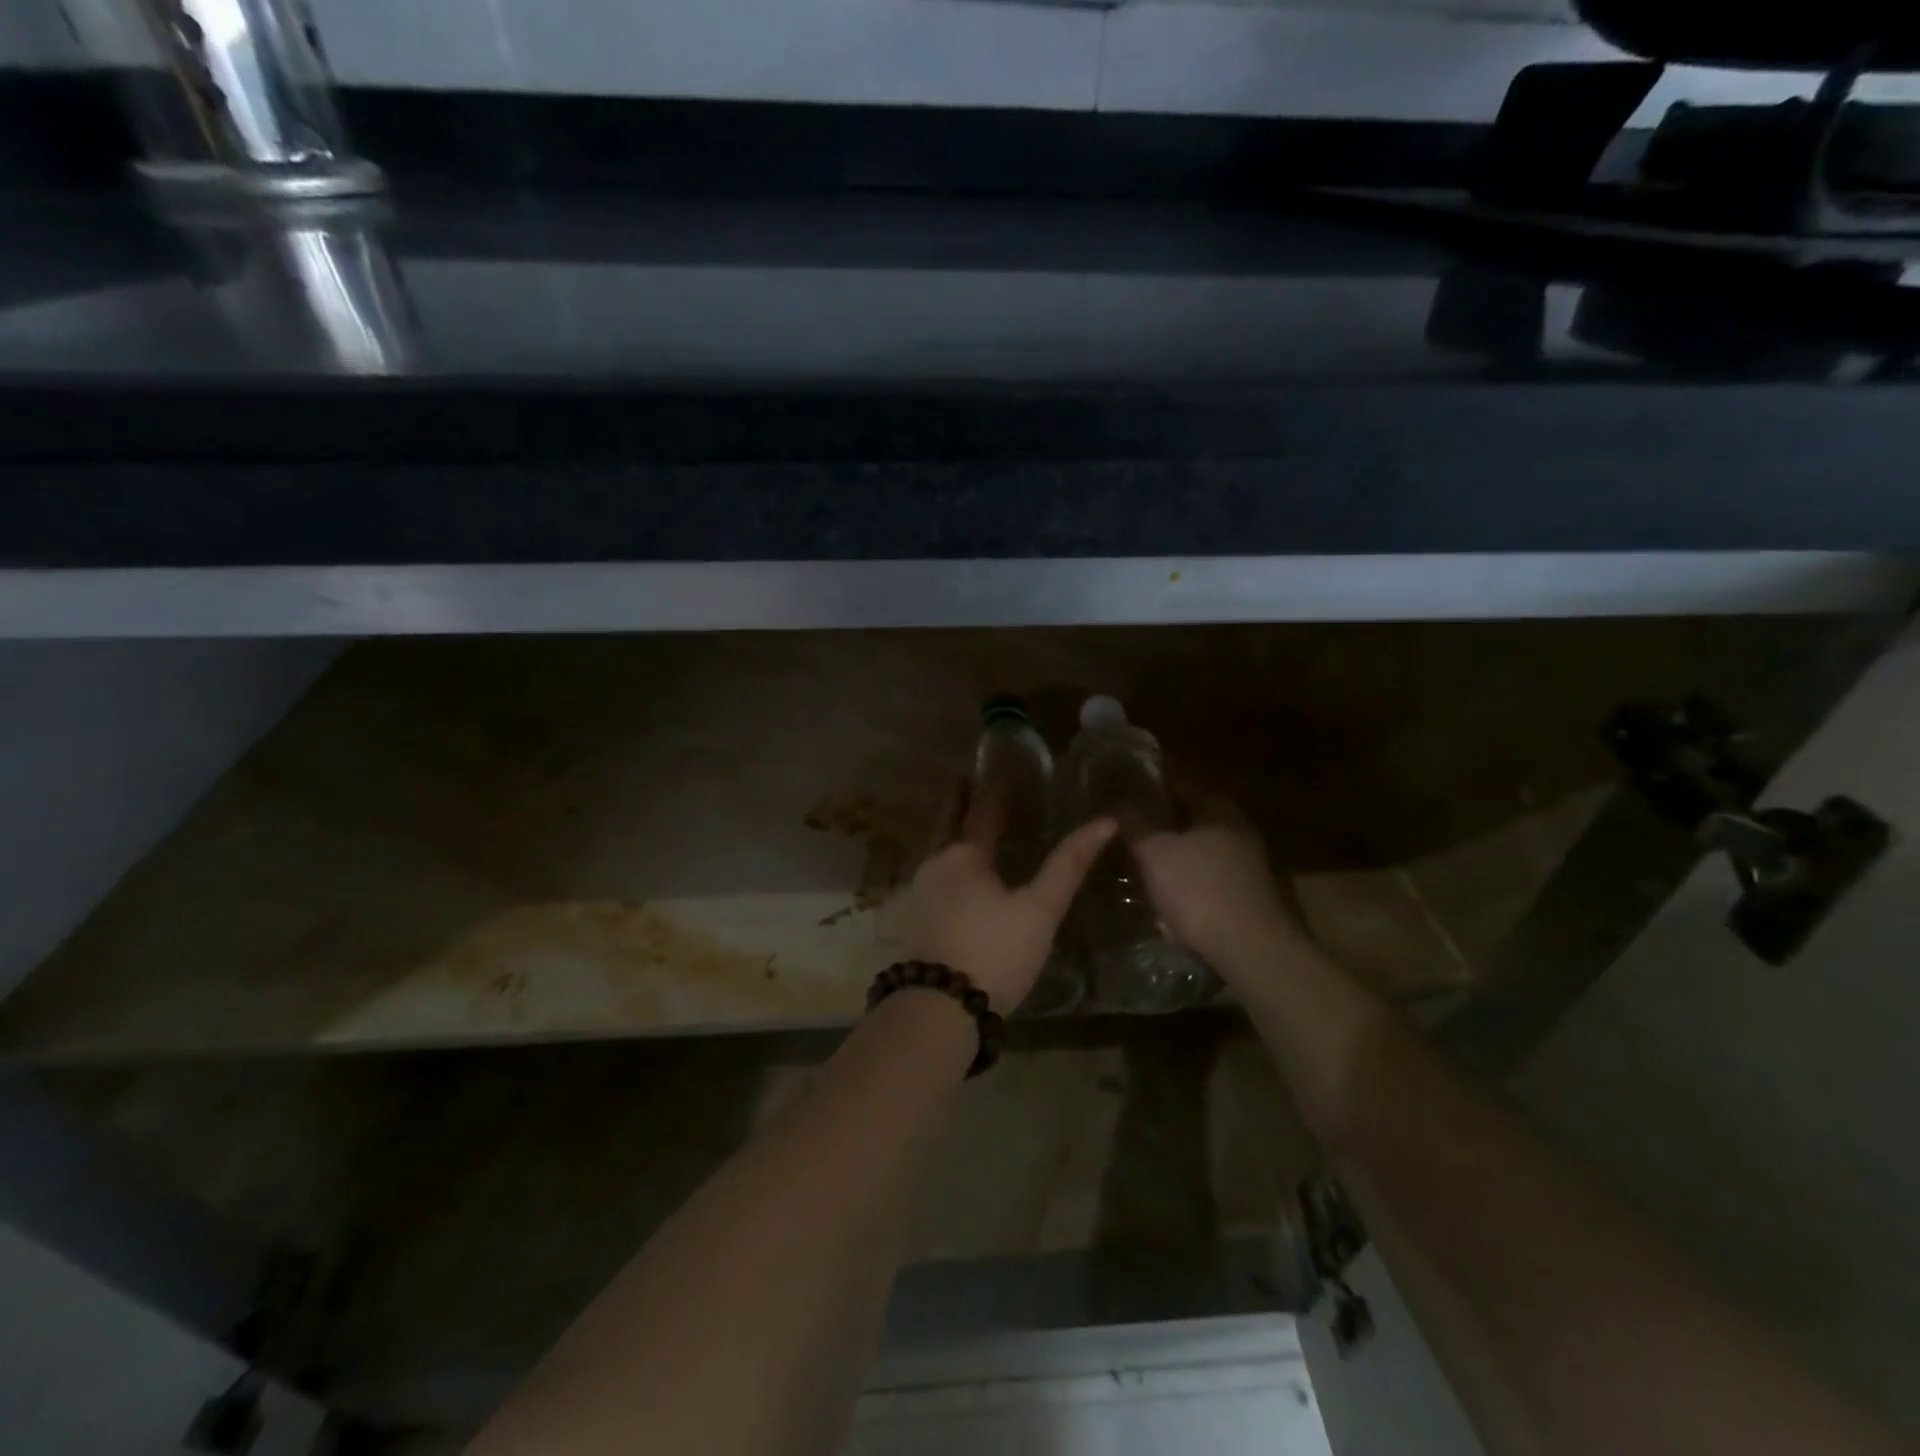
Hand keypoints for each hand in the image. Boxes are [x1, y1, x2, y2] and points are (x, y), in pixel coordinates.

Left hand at [902, 784, 1116, 1009]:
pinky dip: (947, 859)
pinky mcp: (915, 917)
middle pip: (948, 821)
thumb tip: (1105, 822)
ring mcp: (920, 891)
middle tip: (969, 781)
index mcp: (964, 854)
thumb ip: (1069, 864)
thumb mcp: (1040, 909)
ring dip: (951, 829)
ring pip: (938, 848)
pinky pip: (934, 872)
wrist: (940, 1008)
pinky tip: (957, 872)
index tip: (999, 768)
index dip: (993, 789)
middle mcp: (935, 863)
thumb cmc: (995, 951)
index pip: (982, 809)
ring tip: (969, 822)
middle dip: (960, 801)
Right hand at [1130, 789, 1307, 978]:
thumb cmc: (1198, 889)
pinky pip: (1206, 874)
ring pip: (1199, 847)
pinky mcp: (1246, 894)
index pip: (1180, 783)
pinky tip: (1164, 888)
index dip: (1149, 785)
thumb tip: (1116, 802)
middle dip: (1160, 820)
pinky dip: (1185, 875)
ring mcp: (1247, 864)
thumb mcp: (1154, 852)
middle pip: (1191, 816)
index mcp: (1219, 810)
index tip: (1122, 789)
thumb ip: (1134, 824)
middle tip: (1126, 825)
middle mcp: (1238, 830)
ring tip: (1139, 857)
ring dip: (1173, 850)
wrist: (1250, 949)